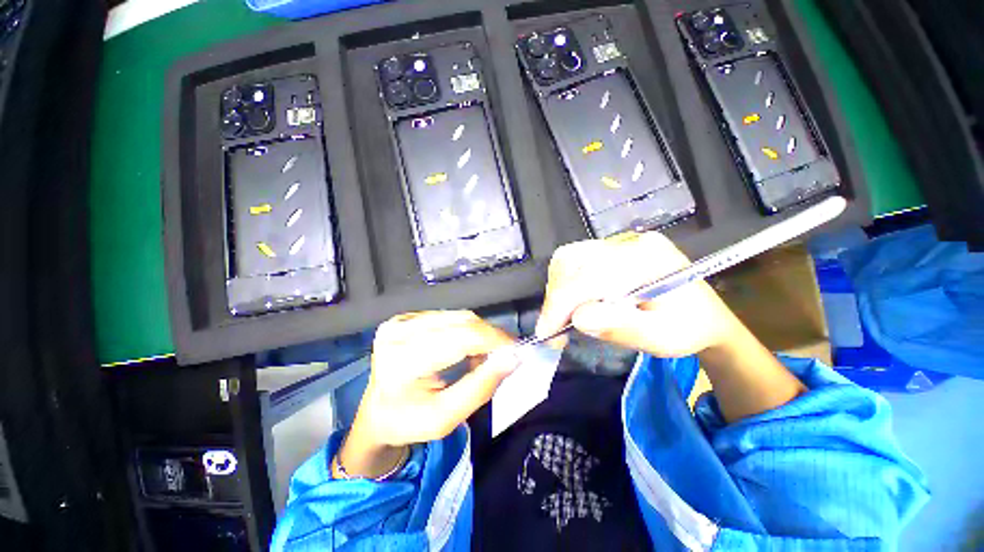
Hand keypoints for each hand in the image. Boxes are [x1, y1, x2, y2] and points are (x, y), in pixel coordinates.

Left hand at [338, 311, 517, 477]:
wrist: (377, 413)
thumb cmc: (409, 422)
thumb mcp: (446, 418)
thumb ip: (481, 387)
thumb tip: (513, 358)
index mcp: (402, 361)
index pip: (460, 338)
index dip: (494, 339)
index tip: (517, 349)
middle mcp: (398, 332)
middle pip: (461, 322)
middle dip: (490, 336)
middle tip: (504, 354)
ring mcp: (400, 321)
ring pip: (458, 316)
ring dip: (478, 333)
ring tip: (483, 355)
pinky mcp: (406, 317)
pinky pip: (448, 316)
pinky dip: (465, 330)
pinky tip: (465, 347)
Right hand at [535, 232, 738, 357]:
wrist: (705, 315)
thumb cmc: (688, 330)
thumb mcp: (662, 339)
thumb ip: (622, 327)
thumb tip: (577, 319)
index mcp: (649, 259)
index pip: (590, 275)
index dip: (561, 304)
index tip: (545, 333)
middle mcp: (630, 242)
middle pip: (572, 260)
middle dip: (556, 297)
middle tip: (553, 328)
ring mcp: (619, 241)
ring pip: (568, 258)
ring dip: (557, 289)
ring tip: (562, 317)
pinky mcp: (610, 247)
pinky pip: (574, 260)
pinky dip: (564, 283)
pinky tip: (571, 302)